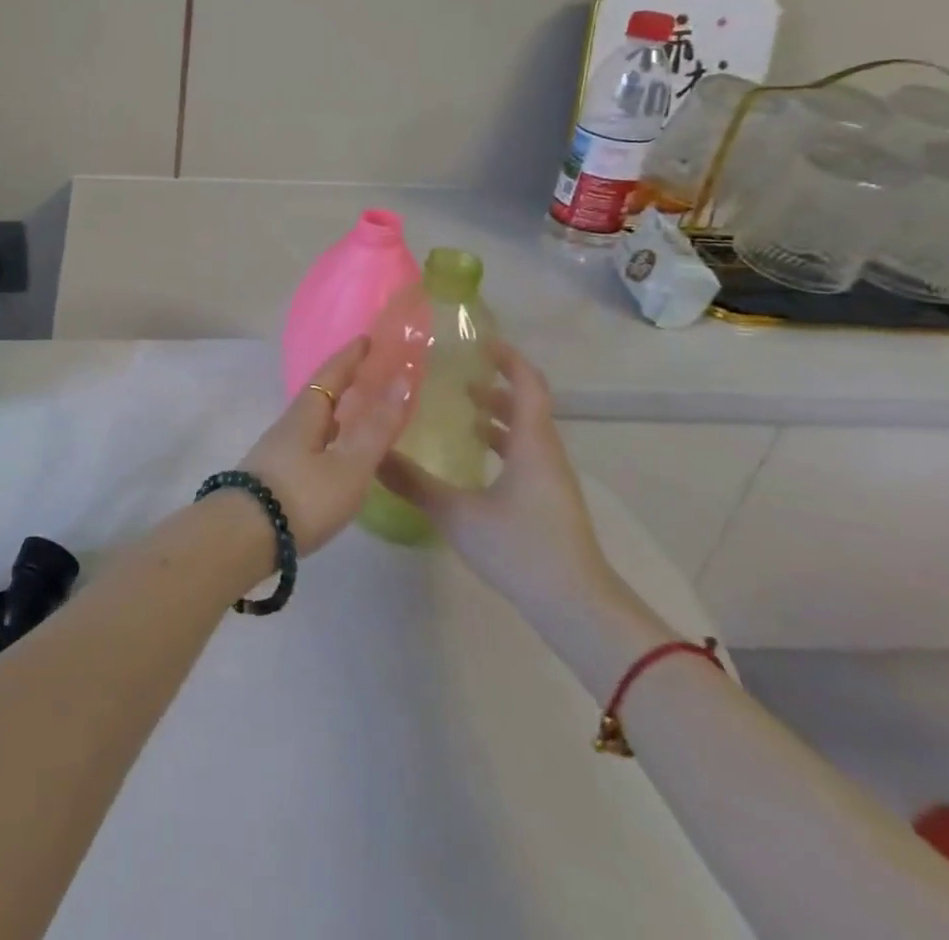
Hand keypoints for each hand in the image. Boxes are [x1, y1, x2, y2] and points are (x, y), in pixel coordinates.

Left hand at [239, 338, 412, 554]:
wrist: (244, 536)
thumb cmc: (302, 497)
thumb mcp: (349, 465)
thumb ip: (376, 428)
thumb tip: (401, 379)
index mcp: (306, 415)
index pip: (330, 375)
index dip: (350, 356)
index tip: (367, 338)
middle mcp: (288, 426)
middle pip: (318, 395)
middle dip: (343, 381)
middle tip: (370, 374)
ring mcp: (277, 451)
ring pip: (312, 421)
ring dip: (335, 411)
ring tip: (358, 413)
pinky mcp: (273, 476)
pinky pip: (308, 443)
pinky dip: (328, 436)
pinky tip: (334, 454)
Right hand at [376, 340, 615, 619]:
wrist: (576, 606)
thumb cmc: (521, 547)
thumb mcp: (457, 513)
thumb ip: (412, 482)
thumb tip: (372, 454)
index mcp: (532, 443)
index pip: (528, 384)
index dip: (508, 358)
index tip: (478, 341)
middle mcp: (545, 453)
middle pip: (526, 405)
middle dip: (494, 383)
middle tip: (454, 373)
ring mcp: (550, 479)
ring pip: (525, 432)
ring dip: (496, 414)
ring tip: (458, 408)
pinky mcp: (547, 501)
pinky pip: (523, 454)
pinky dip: (499, 442)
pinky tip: (470, 458)